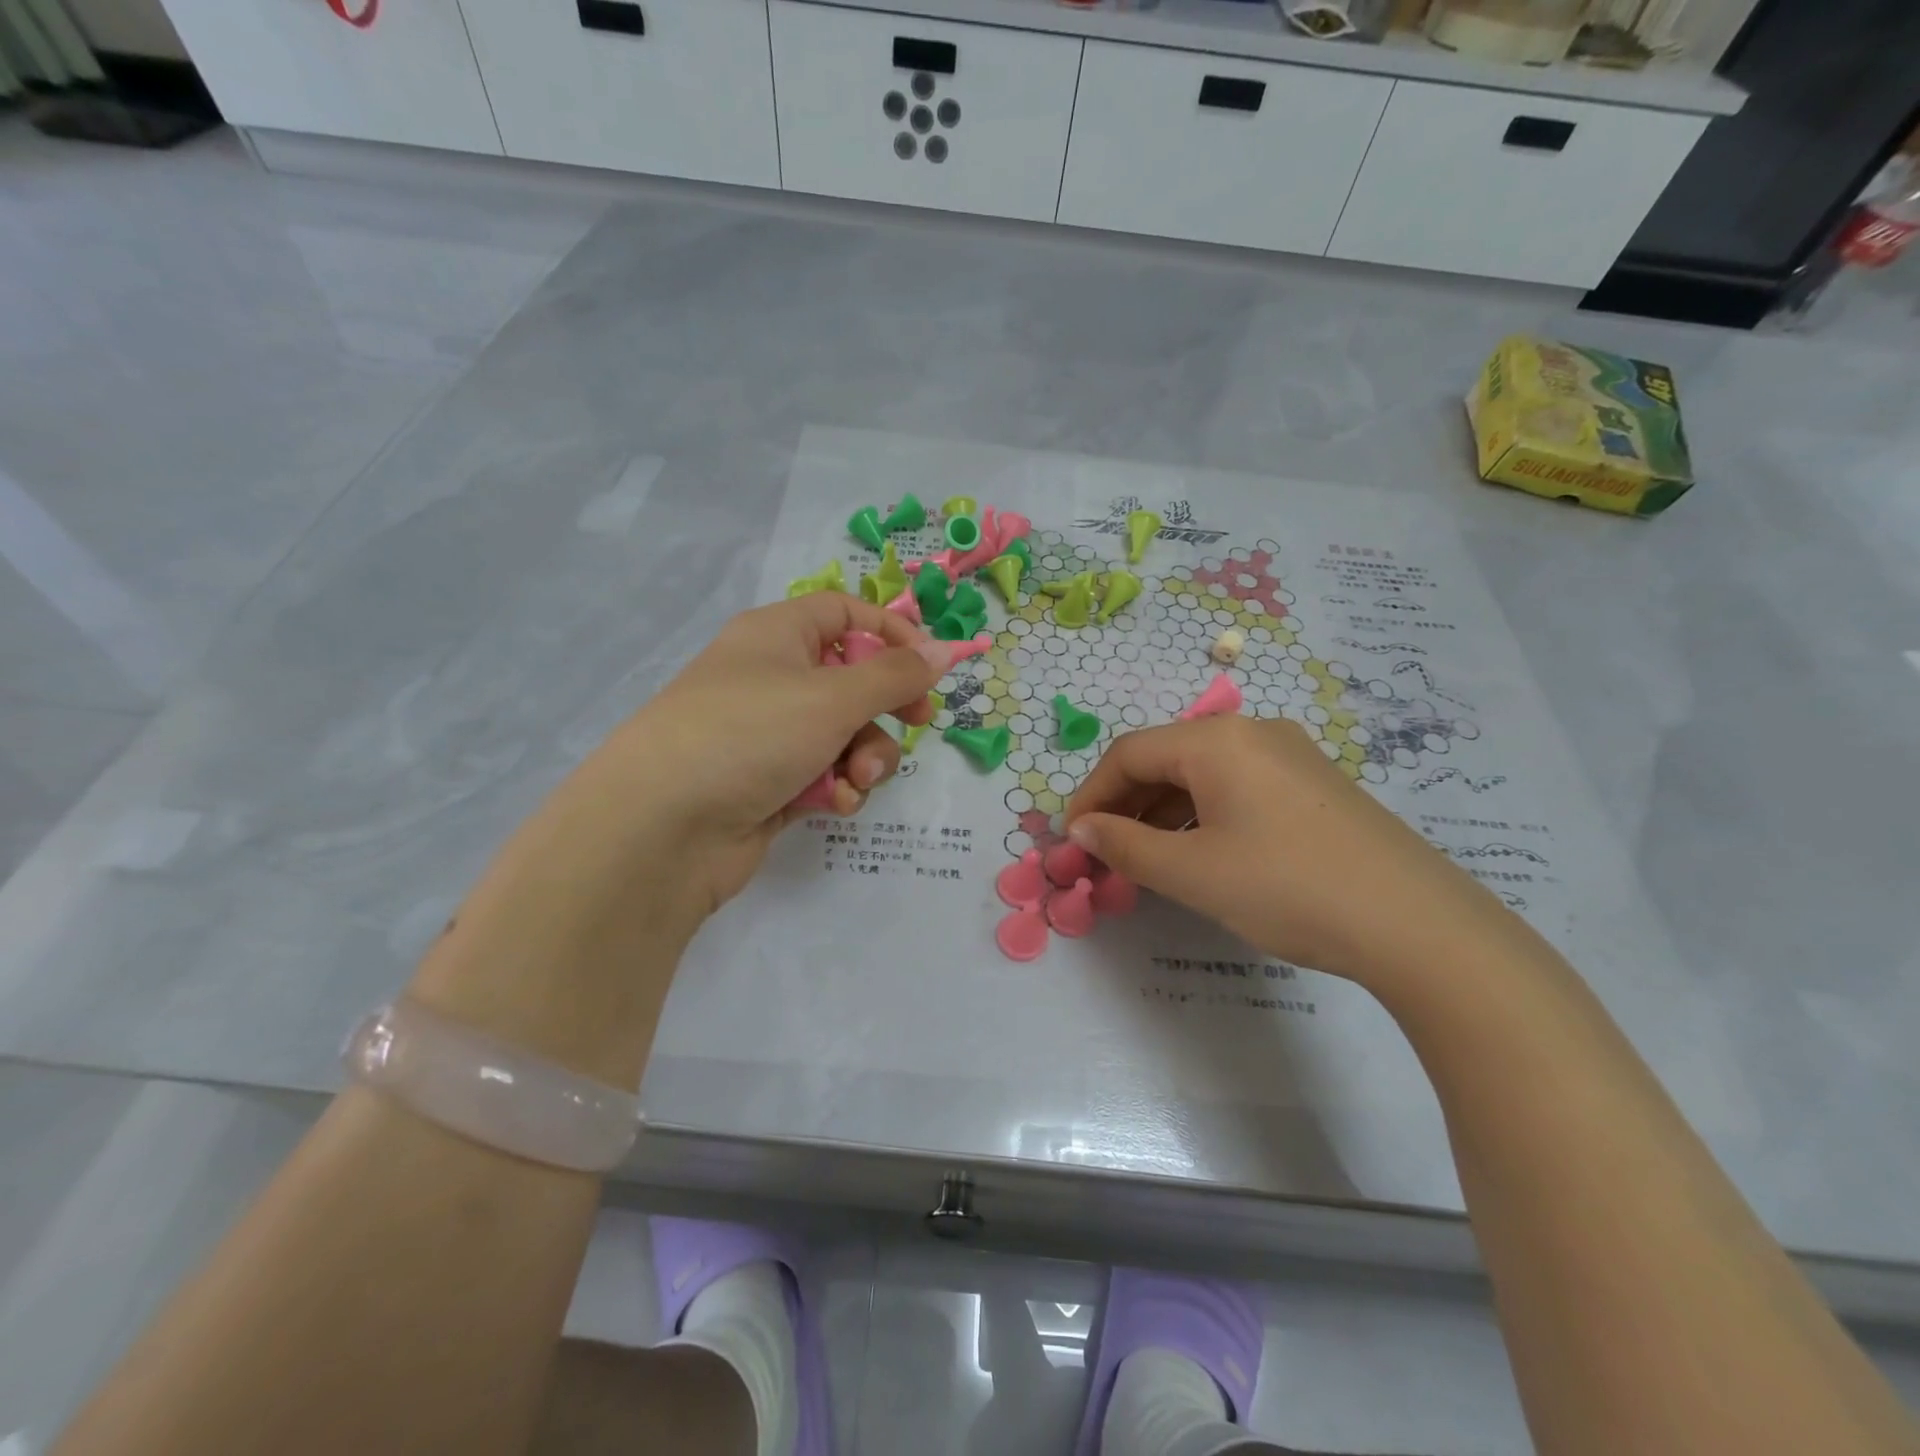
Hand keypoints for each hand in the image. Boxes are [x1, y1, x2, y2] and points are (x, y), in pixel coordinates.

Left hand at [409, 594, 947, 1086]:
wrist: (662, 828)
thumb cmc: (749, 734)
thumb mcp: (832, 696)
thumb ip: (896, 675)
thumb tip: (944, 651)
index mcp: (777, 636)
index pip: (845, 613)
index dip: (891, 632)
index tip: (928, 667)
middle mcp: (772, 678)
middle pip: (853, 680)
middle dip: (885, 710)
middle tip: (915, 725)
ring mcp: (768, 734)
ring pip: (844, 735)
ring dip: (865, 757)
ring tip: (854, 779)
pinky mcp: (769, 784)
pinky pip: (823, 774)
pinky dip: (836, 787)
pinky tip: (832, 804)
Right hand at [1063, 716, 1510, 987]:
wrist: (1418, 925)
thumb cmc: (1287, 888)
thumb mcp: (1192, 872)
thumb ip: (1125, 845)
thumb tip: (1082, 828)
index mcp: (1217, 740)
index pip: (1129, 754)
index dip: (1091, 795)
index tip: (1073, 839)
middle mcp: (1252, 732)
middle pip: (1165, 758)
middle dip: (1125, 803)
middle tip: (1106, 852)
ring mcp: (1290, 755)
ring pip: (1202, 773)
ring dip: (1163, 811)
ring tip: (1149, 858)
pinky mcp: (1315, 784)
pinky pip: (1238, 786)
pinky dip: (1203, 814)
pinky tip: (1203, 852)